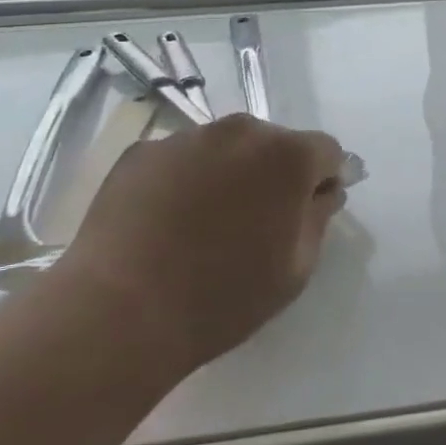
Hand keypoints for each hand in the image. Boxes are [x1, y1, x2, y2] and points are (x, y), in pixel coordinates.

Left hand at [61, 114, 346, 367]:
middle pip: (274, 143)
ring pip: (225, 148)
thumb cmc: (223, 296)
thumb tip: (324, 191)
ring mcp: (185, 137)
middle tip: (257, 221)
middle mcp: (240, 131)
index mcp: (287, 156)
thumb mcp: (296, 268)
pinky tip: (167, 221)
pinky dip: (185, 180)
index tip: (311, 211)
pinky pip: (181, 159)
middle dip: (276, 173)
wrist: (119, 313)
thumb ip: (319, 217)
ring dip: (230, 172)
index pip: (326, 151)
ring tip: (206, 222)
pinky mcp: (141, 152)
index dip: (325, 179)